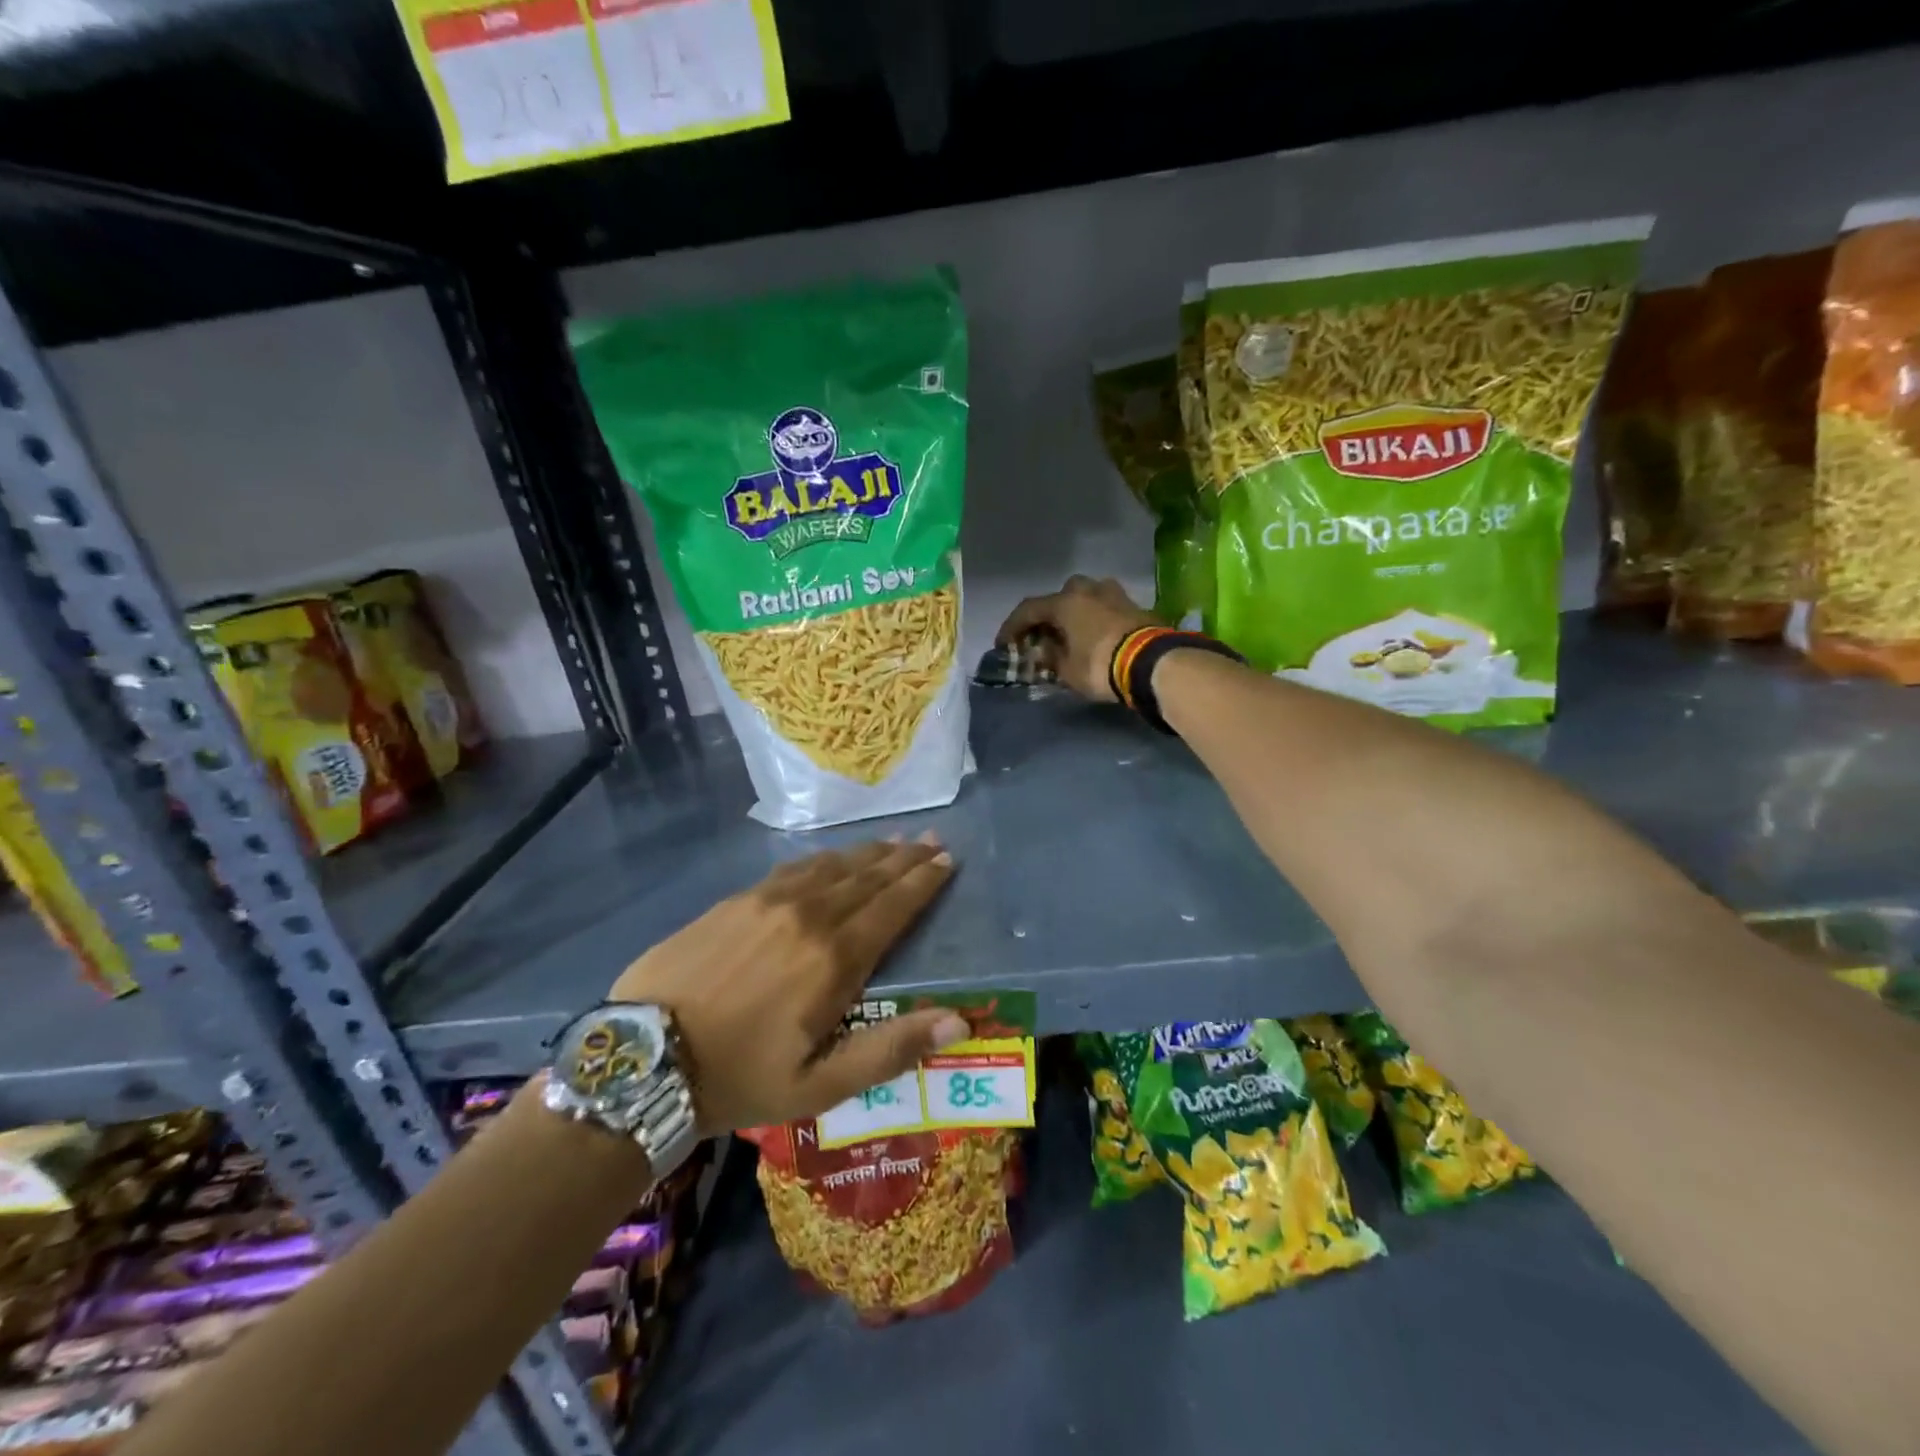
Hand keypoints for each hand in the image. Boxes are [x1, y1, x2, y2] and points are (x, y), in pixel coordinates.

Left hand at [608, 836, 965, 1133]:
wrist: (642, 1060)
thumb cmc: (738, 1079)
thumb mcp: (819, 1087)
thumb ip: (890, 1050)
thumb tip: (958, 1020)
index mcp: (834, 960)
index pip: (893, 907)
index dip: (923, 881)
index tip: (947, 859)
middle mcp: (808, 916)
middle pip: (868, 877)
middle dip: (905, 857)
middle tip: (932, 839)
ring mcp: (768, 901)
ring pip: (833, 865)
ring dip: (869, 852)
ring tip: (895, 841)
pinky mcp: (736, 900)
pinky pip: (795, 867)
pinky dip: (826, 858)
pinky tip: (834, 857)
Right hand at [997, 575, 1155, 701]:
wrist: (1152, 664)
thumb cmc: (1100, 666)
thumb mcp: (1067, 670)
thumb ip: (1051, 657)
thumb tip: (1043, 650)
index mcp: (1065, 602)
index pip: (1029, 609)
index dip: (1012, 627)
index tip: (1004, 644)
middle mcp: (1088, 590)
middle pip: (1061, 596)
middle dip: (1050, 615)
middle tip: (1045, 635)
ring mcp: (1116, 594)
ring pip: (1087, 597)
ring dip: (1077, 613)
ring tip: (1073, 634)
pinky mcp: (1136, 606)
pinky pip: (1107, 609)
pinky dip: (1097, 620)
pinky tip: (1097, 636)